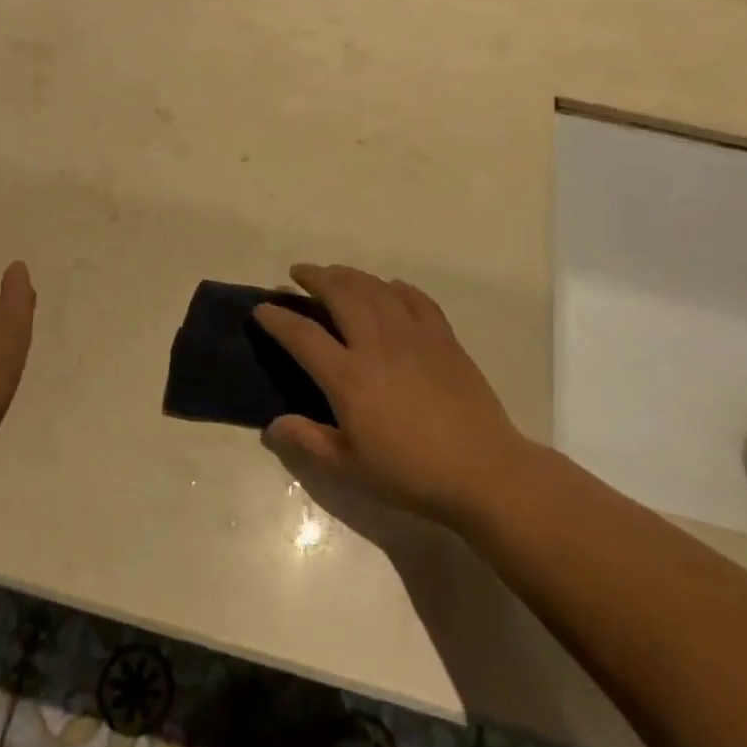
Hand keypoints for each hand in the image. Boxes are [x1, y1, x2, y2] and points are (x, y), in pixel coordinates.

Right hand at [255, 265, 526, 527]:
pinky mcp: (443, 337)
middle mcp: (377, 344)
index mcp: (348, 377)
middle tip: (298, 273)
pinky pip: (415, 298)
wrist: (483, 472)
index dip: (278, 319)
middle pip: (340, 293)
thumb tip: (271, 426)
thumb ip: (307, 441)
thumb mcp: (349, 468)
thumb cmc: (410, 473)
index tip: (262, 309)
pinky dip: (396, 287)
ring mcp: (413, 335)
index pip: (302, 335)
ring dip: (349, 274)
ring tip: (335, 273)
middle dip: (314, 277)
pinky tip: (388, 288)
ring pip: (375, 288)